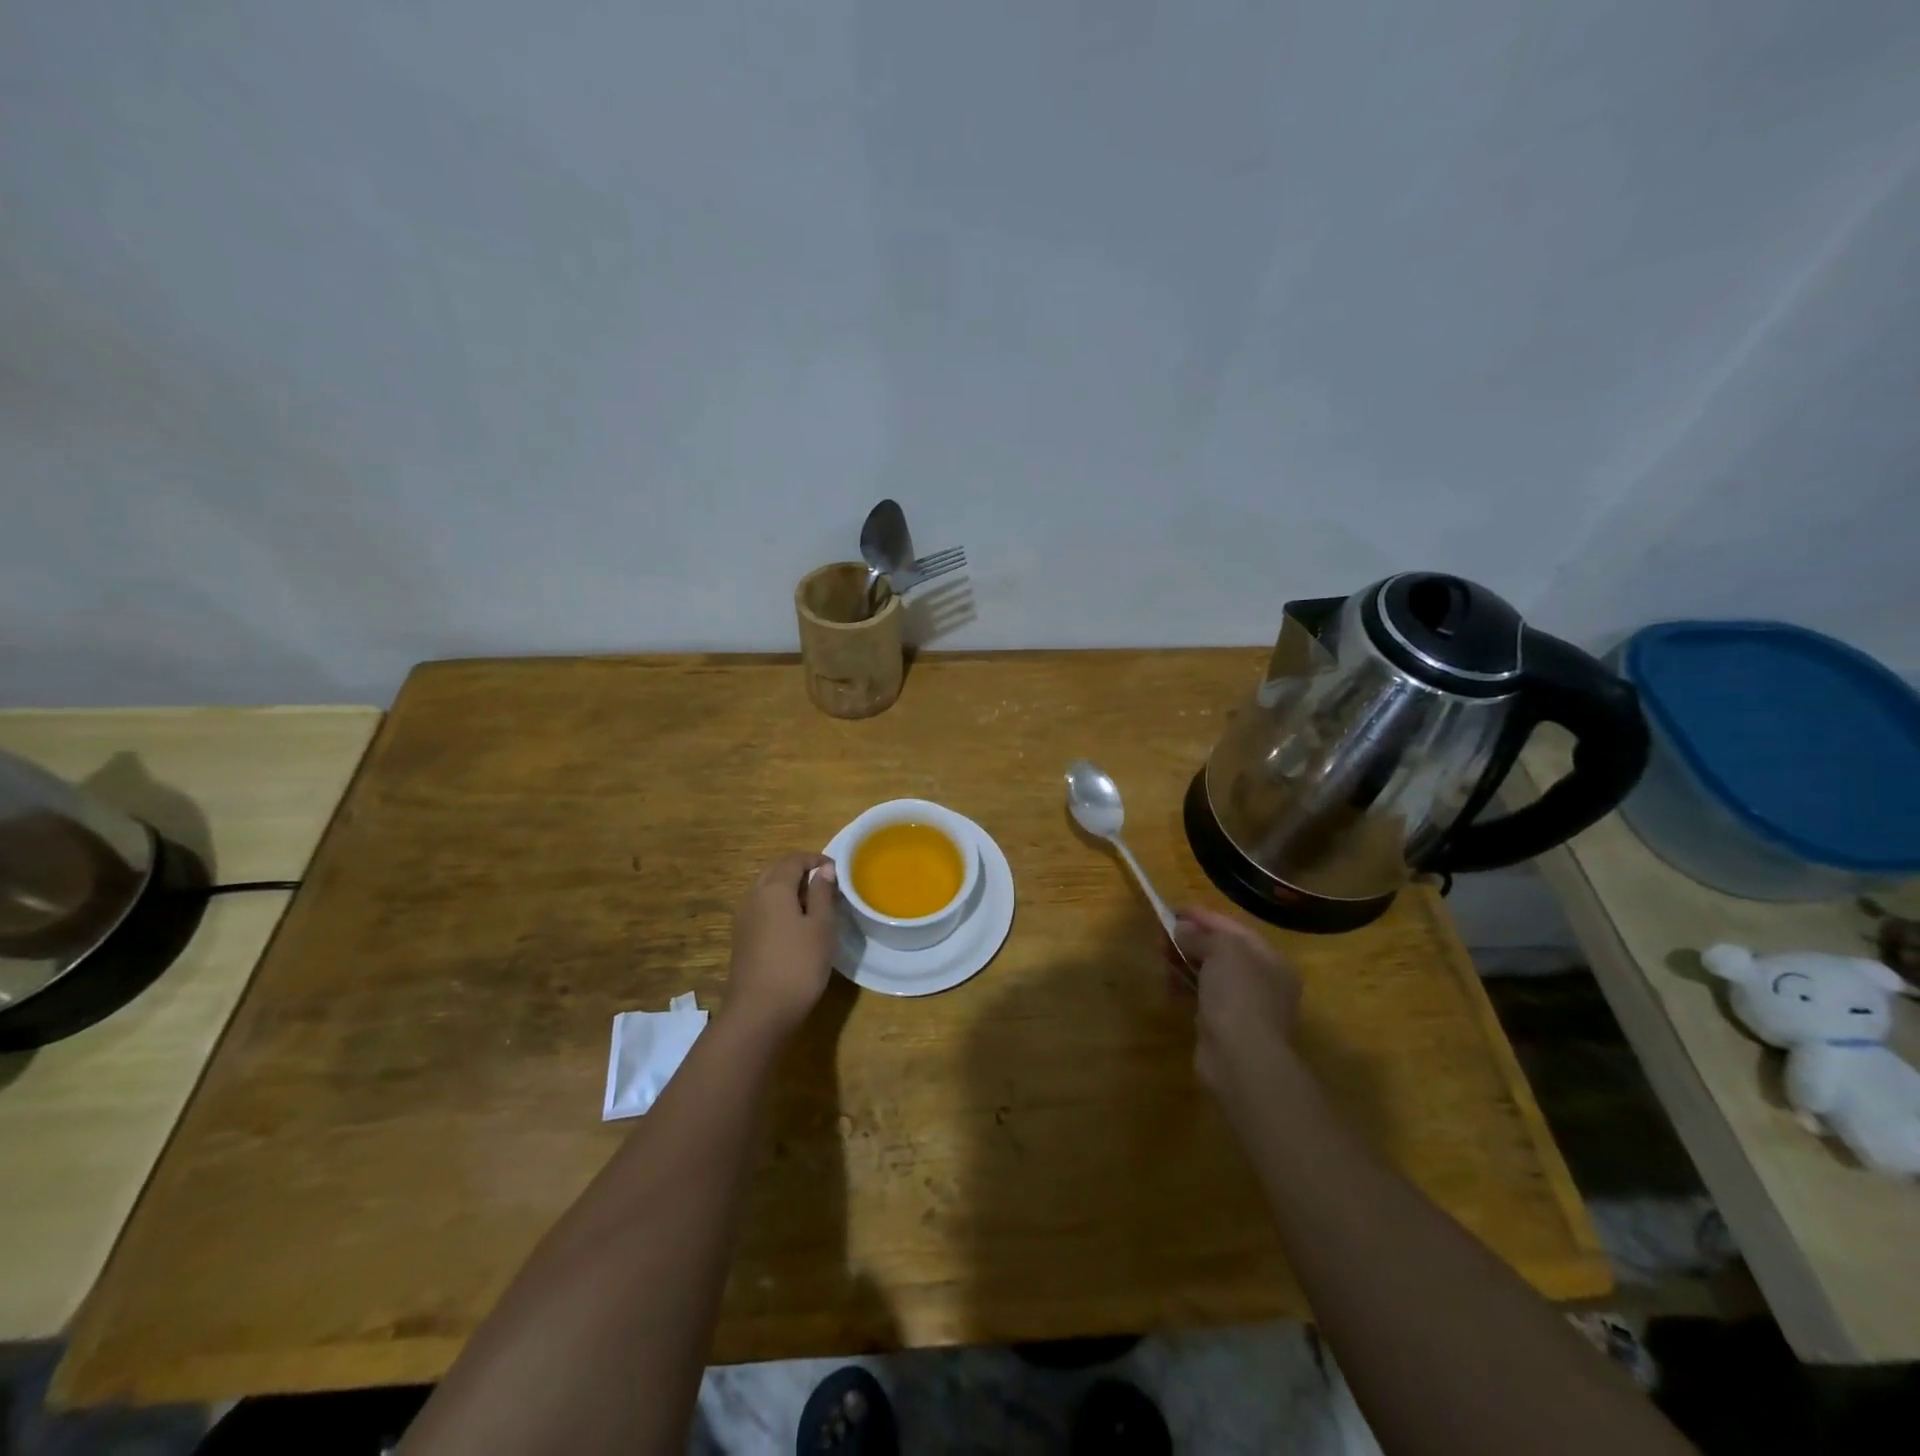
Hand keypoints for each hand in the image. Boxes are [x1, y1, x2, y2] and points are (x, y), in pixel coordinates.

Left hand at [724, 851, 839, 1037]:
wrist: (759, 1012)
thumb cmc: (798, 965)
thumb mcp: (821, 927)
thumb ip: (822, 893)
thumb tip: (823, 869)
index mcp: (773, 888)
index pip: (793, 860)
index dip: (815, 860)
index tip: (836, 870)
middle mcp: (753, 896)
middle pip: (775, 871)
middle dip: (799, 870)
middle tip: (825, 883)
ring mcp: (744, 918)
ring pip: (766, 889)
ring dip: (788, 888)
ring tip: (813, 903)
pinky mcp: (742, 938)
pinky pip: (761, 908)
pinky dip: (778, 905)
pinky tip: (794, 924)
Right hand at [1169, 906, 1302, 1100]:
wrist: (1241, 1059)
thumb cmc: (1238, 995)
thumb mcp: (1222, 951)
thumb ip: (1201, 935)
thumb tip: (1182, 929)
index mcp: (1270, 959)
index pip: (1233, 928)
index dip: (1202, 916)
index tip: (1172, 910)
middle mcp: (1263, 981)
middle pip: (1221, 951)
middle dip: (1191, 940)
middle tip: (1161, 936)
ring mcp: (1245, 1006)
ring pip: (1210, 975)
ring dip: (1185, 963)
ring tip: (1162, 959)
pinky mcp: (1225, 1027)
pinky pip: (1203, 998)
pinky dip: (1186, 988)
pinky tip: (1170, 986)